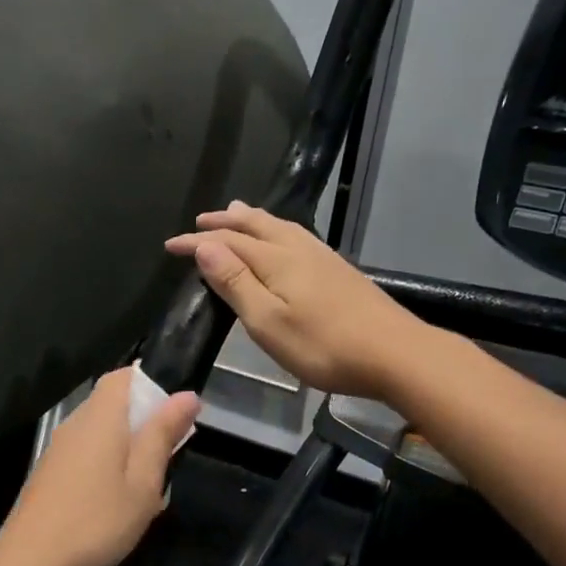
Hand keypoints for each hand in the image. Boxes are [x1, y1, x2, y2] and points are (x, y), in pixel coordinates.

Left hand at [0, 368, 201, 565]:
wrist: (30, 564)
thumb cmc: (97, 521)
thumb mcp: (143, 482)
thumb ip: (162, 435)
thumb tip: (185, 395)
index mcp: (100, 417)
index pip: (124, 375)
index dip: (152, 385)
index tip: (175, 416)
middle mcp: (75, 423)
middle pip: (113, 402)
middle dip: (144, 420)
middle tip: (168, 457)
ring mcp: (58, 449)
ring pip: (100, 431)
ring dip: (127, 447)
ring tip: (146, 484)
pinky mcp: (50, 473)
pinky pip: (86, 453)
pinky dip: (107, 464)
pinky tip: (116, 501)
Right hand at [166, 202, 421, 398]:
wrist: (395, 353)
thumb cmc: (323, 345)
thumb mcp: (268, 321)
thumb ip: (236, 283)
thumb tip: (206, 246)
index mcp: (276, 260)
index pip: (227, 242)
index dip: (197, 242)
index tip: (170, 245)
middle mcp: (298, 249)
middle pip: (255, 225)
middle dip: (224, 222)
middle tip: (200, 219)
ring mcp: (322, 257)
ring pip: (279, 227)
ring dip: (251, 219)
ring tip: (235, 213)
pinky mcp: (338, 270)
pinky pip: (295, 236)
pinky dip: (275, 230)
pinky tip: (283, 240)